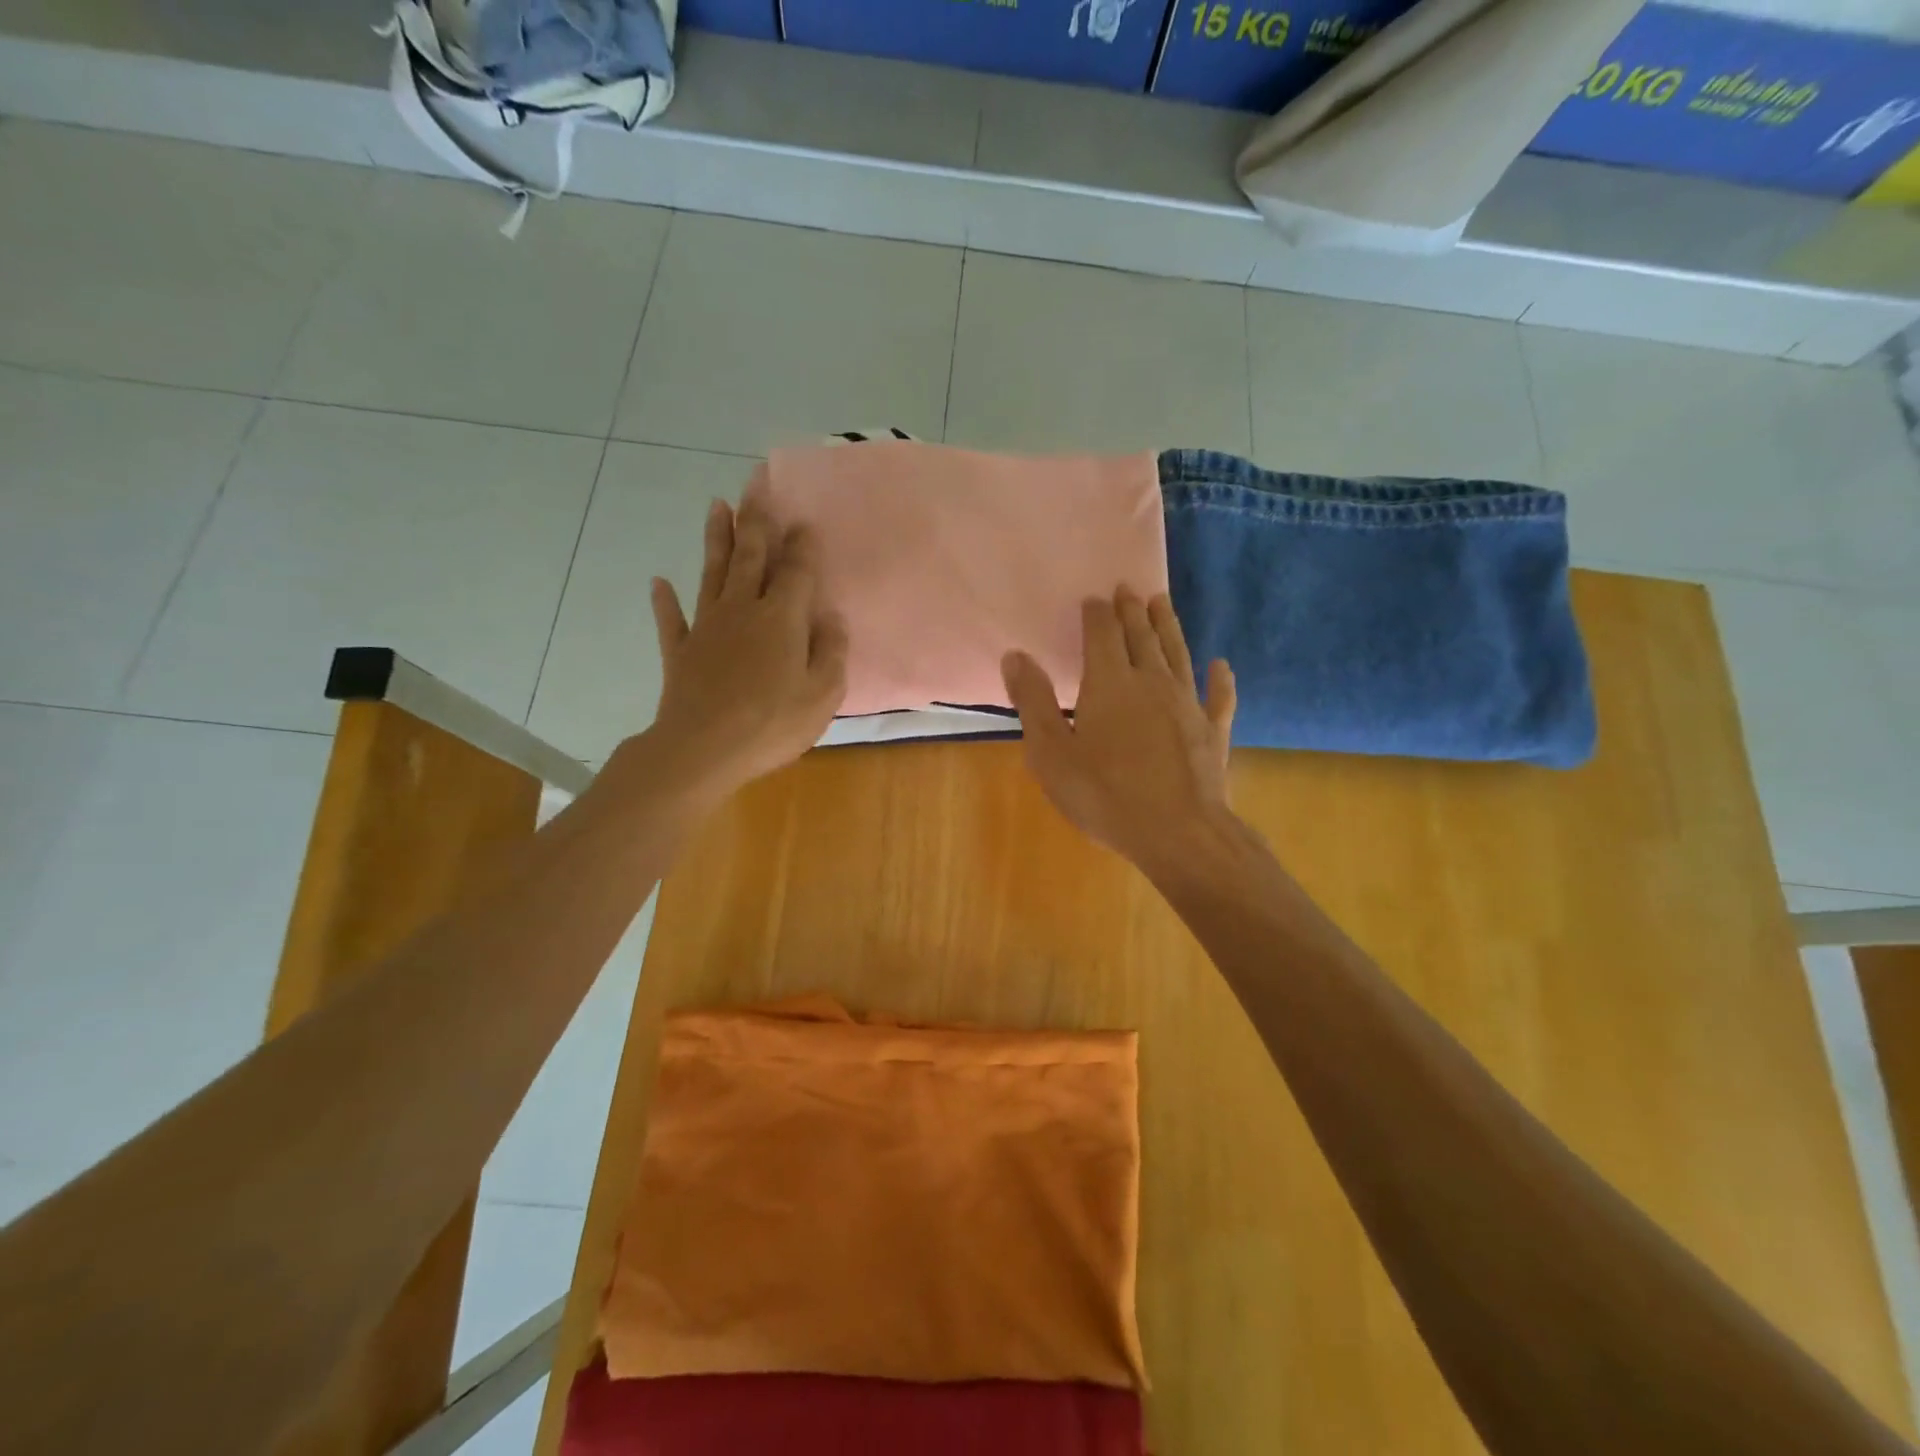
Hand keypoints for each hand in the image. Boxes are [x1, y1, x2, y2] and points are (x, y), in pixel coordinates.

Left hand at [641, 497, 847, 803]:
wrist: (703, 749)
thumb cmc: (772, 723)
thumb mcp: (822, 694)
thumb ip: (830, 652)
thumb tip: (830, 617)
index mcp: (781, 618)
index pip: (796, 571)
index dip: (802, 545)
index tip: (803, 519)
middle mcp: (743, 610)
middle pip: (750, 556)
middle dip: (756, 519)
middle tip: (756, 483)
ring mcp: (707, 628)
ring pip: (712, 573)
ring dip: (716, 539)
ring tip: (717, 506)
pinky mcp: (680, 652)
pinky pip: (672, 620)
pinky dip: (665, 601)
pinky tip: (658, 582)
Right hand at [1002, 590, 1235, 878]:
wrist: (1178, 833)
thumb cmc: (1105, 795)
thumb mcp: (1052, 753)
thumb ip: (1033, 702)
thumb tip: (1016, 656)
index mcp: (1109, 684)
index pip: (1102, 634)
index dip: (1096, 613)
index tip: (1093, 598)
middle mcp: (1151, 682)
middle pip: (1141, 636)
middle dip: (1132, 610)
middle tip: (1129, 589)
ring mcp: (1187, 704)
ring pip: (1177, 654)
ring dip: (1168, 627)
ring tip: (1162, 603)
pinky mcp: (1213, 731)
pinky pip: (1218, 697)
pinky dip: (1219, 678)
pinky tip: (1221, 665)